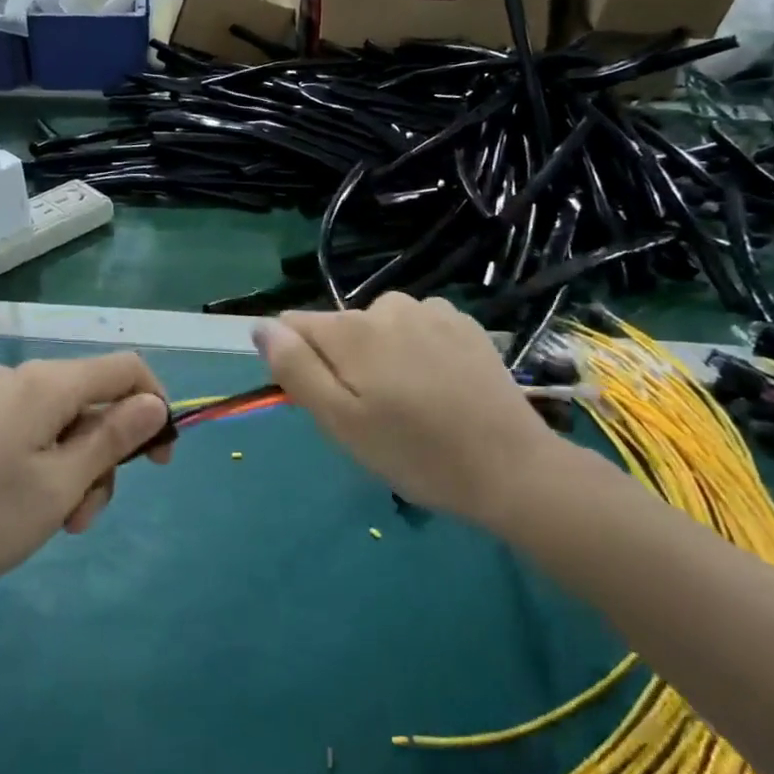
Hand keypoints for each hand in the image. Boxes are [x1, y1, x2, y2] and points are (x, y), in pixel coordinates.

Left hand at [0, 352, 170, 602]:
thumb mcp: (57, 486)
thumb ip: (112, 440)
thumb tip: (154, 403)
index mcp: (48, 383)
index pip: (126, 369)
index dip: (155, 406)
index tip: (158, 463)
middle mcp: (18, 378)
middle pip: (89, 403)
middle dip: (102, 457)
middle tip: (81, 518)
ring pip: (56, 425)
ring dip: (70, 472)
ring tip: (47, 526)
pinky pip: (23, 435)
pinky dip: (37, 469)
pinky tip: (14, 513)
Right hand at [253, 293, 566, 528]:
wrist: (511, 467)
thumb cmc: (414, 453)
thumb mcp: (340, 422)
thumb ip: (295, 369)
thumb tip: (262, 327)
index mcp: (349, 330)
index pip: (294, 326)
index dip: (300, 362)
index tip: (326, 401)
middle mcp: (386, 306)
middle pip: (339, 329)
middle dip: (343, 363)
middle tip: (373, 415)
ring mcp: (430, 310)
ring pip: (379, 327)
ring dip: (382, 355)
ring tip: (410, 403)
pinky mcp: (463, 323)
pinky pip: (418, 327)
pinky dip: (417, 349)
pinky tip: (440, 385)